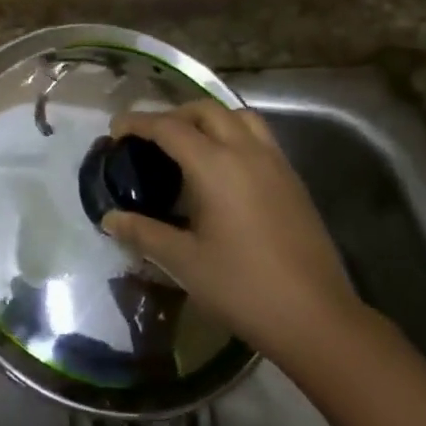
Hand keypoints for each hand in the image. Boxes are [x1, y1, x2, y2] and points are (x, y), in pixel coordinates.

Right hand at [102, 101, 361, 364]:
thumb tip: (110, 219)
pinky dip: (233, 133)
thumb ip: (144, 233)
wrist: (315, 316)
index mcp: (215, 165)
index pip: (169, 128)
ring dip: (208, 118)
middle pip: (205, 110)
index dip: (139, 123)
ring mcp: (275, 161)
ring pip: (237, 115)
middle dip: (173, 114)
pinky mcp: (292, 178)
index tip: (116, 129)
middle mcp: (246, 150)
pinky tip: (224, 167)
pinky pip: (258, 135)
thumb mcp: (184, 262)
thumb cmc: (243, 288)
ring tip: (188, 143)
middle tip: (150, 138)